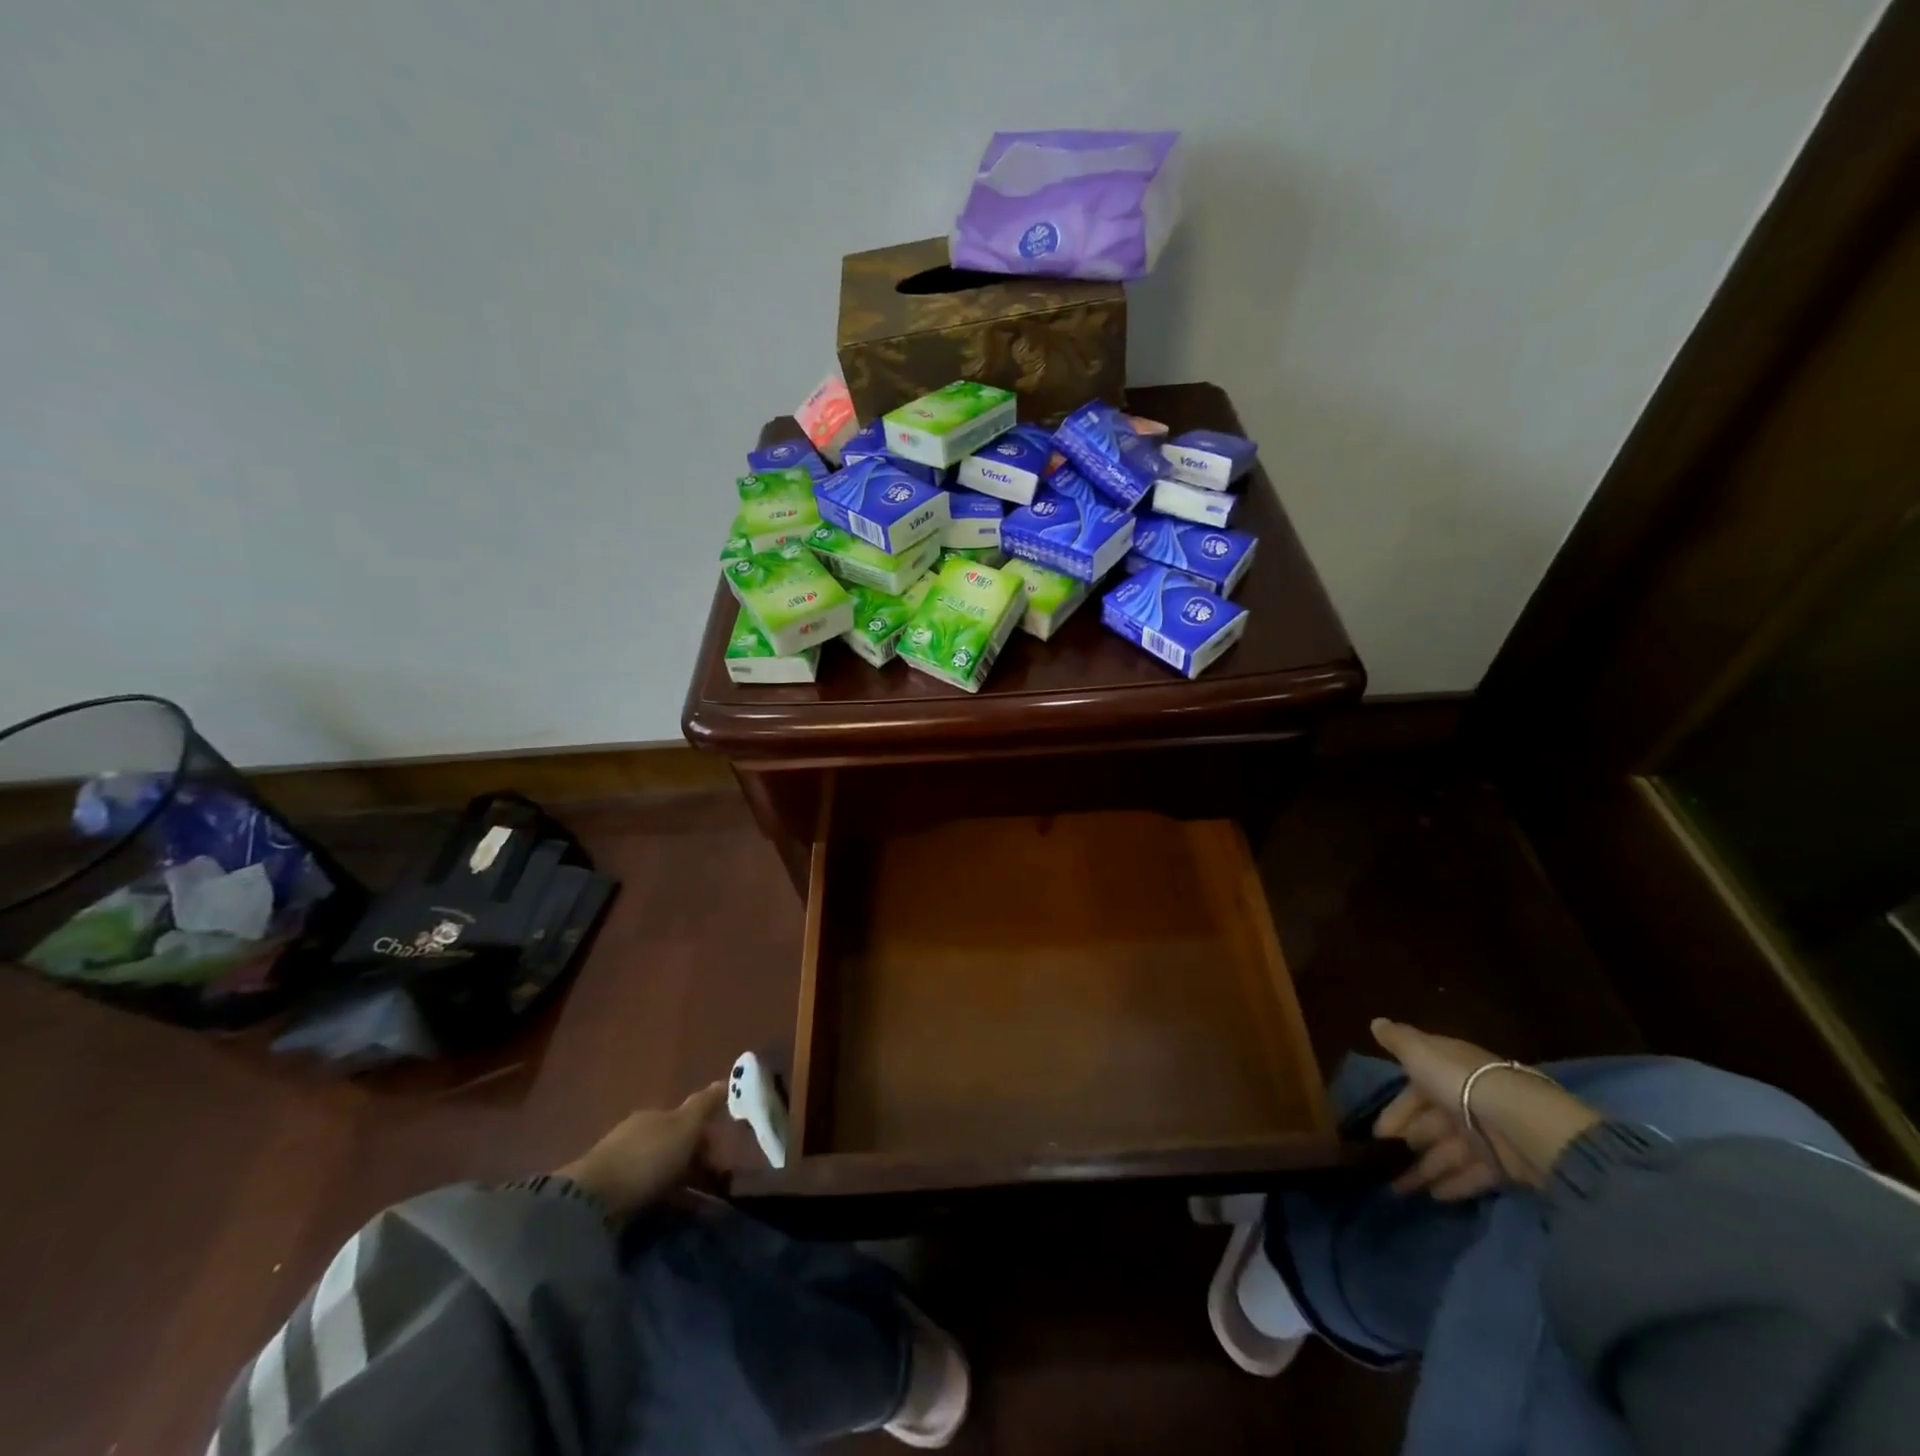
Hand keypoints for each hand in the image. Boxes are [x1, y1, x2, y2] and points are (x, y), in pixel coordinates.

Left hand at [555, 1082, 726, 1219]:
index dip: (707, 1139)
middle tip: (716, 1186)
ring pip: (660, 1172)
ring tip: (702, 1209)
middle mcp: (636, 1135)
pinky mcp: (608, 1196)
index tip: (723, 1160)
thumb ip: (705, 1105)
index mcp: (654, 1115)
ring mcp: (620, 1165)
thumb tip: (724, 1080)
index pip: (686, 1122)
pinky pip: (646, 1195)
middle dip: (695, 1164)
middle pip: (673, 1147)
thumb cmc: (647, 1157)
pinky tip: (673, 1216)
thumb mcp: (684, 1126)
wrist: (592, 1202)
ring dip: (682, 1186)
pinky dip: (664, 1202)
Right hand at [1370, 1019, 1601, 1198]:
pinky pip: (1473, 1174)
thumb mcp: (1419, 1052)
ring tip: (1400, 1189)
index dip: (1395, 1113)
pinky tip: (1434, 1196)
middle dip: (1406, 1145)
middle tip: (1382, 1166)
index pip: (1414, 1092)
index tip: (1376, 1134)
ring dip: (1424, 1169)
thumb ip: (1397, 1040)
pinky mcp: (1503, 1164)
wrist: (1519, 1120)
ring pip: (1446, 1152)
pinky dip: (1454, 1184)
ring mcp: (1485, 1134)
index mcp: (1444, 1073)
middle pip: (1429, 1125)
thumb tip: (1376, 1022)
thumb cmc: (1459, 1081)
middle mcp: (1463, 1101)